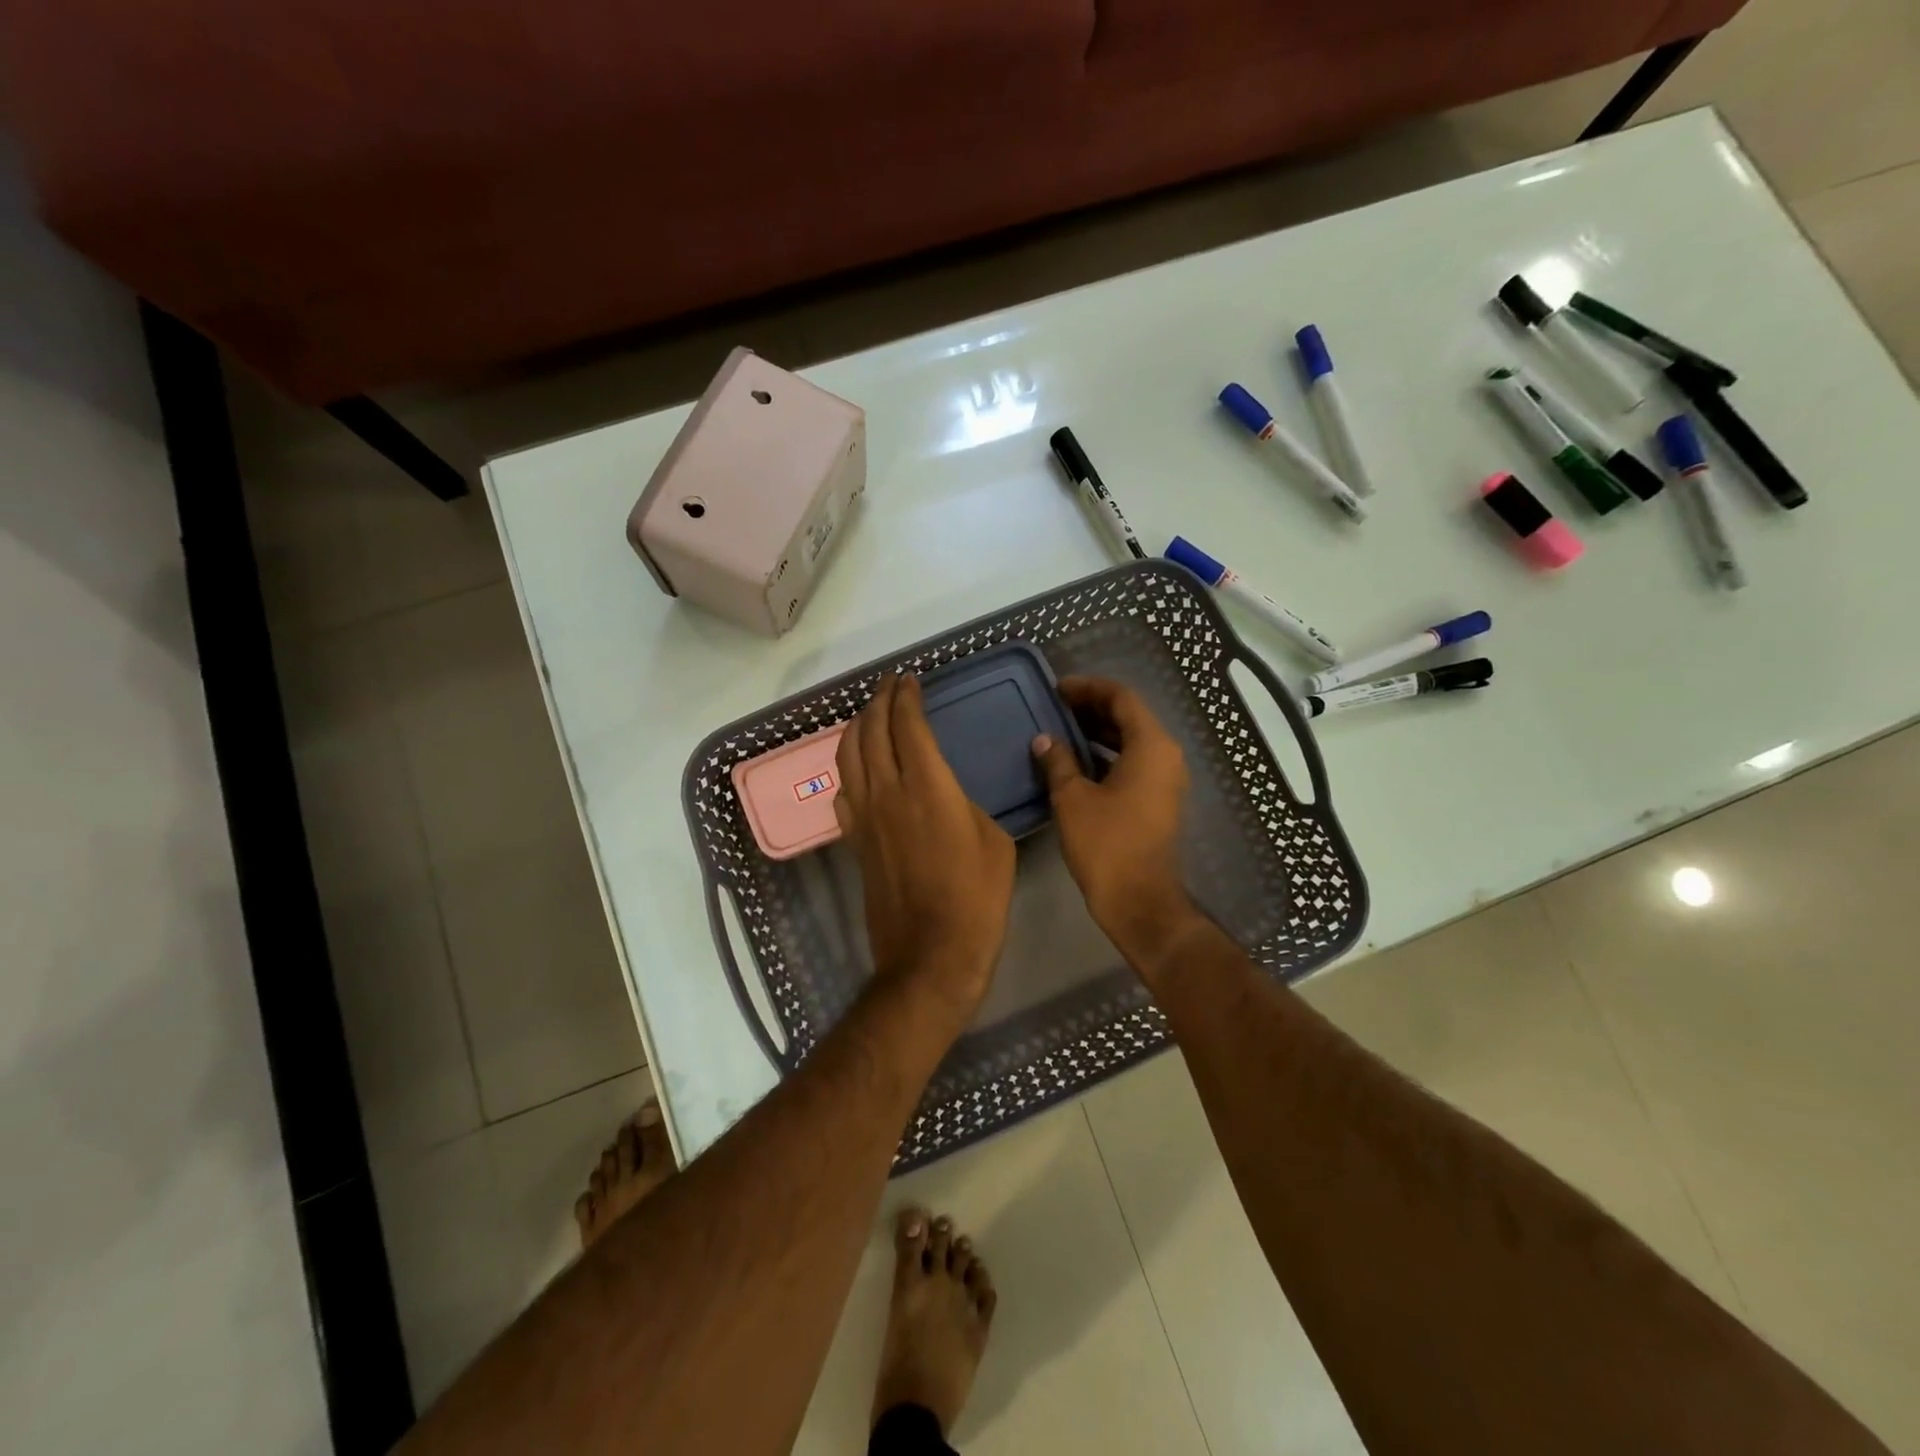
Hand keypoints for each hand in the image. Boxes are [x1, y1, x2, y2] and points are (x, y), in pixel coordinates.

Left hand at [834, 673, 1015, 1023]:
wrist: (930, 955)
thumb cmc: (976, 899)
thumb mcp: (995, 842)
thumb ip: (968, 806)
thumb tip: (950, 798)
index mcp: (928, 786)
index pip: (908, 725)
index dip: (906, 697)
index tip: (909, 680)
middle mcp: (887, 792)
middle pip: (872, 732)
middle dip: (878, 701)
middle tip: (890, 685)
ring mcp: (864, 817)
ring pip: (848, 756)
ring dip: (857, 727)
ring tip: (869, 713)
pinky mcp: (854, 841)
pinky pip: (843, 790)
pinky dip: (848, 767)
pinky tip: (857, 767)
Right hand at [1032, 676, 1202, 970]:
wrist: (1139, 900)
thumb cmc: (1106, 844)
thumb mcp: (1073, 798)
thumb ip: (1058, 761)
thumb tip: (1044, 740)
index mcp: (1151, 745)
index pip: (1121, 698)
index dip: (1088, 688)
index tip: (1057, 689)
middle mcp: (1166, 755)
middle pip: (1129, 716)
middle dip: (1092, 708)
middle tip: (1055, 707)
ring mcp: (1165, 779)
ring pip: (1131, 740)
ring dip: (1098, 731)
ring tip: (1061, 729)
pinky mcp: (1158, 799)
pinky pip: (1133, 762)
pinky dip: (1106, 754)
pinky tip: (1076, 761)